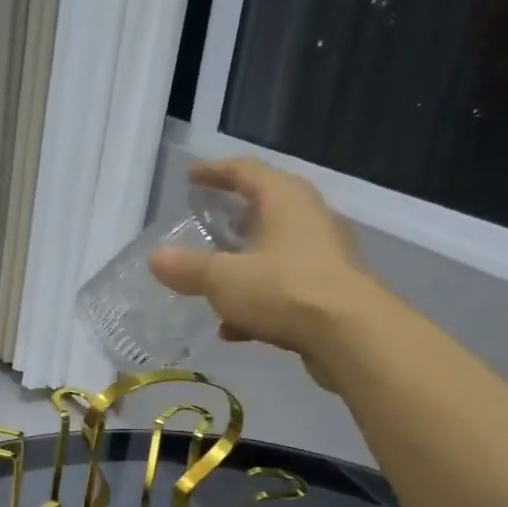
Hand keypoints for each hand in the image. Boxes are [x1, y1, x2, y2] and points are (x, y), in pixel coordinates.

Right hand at [149, 157, 373, 384]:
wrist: (351, 335)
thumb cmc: (285, 290)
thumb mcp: (224, 279)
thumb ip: (189, 269)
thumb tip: (156, 258)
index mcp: (284, 199)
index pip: (246, 171)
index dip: (215, 172)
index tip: (192, 177)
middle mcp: (308, 218)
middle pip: (266, 208)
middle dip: (234, 218)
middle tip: (207, 225)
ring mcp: (323, 255)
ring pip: (275, 252)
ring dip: (244, 266)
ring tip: (214, 283)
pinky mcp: (329, 291)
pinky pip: (284, 288)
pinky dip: (258, 301)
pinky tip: (234, 328)